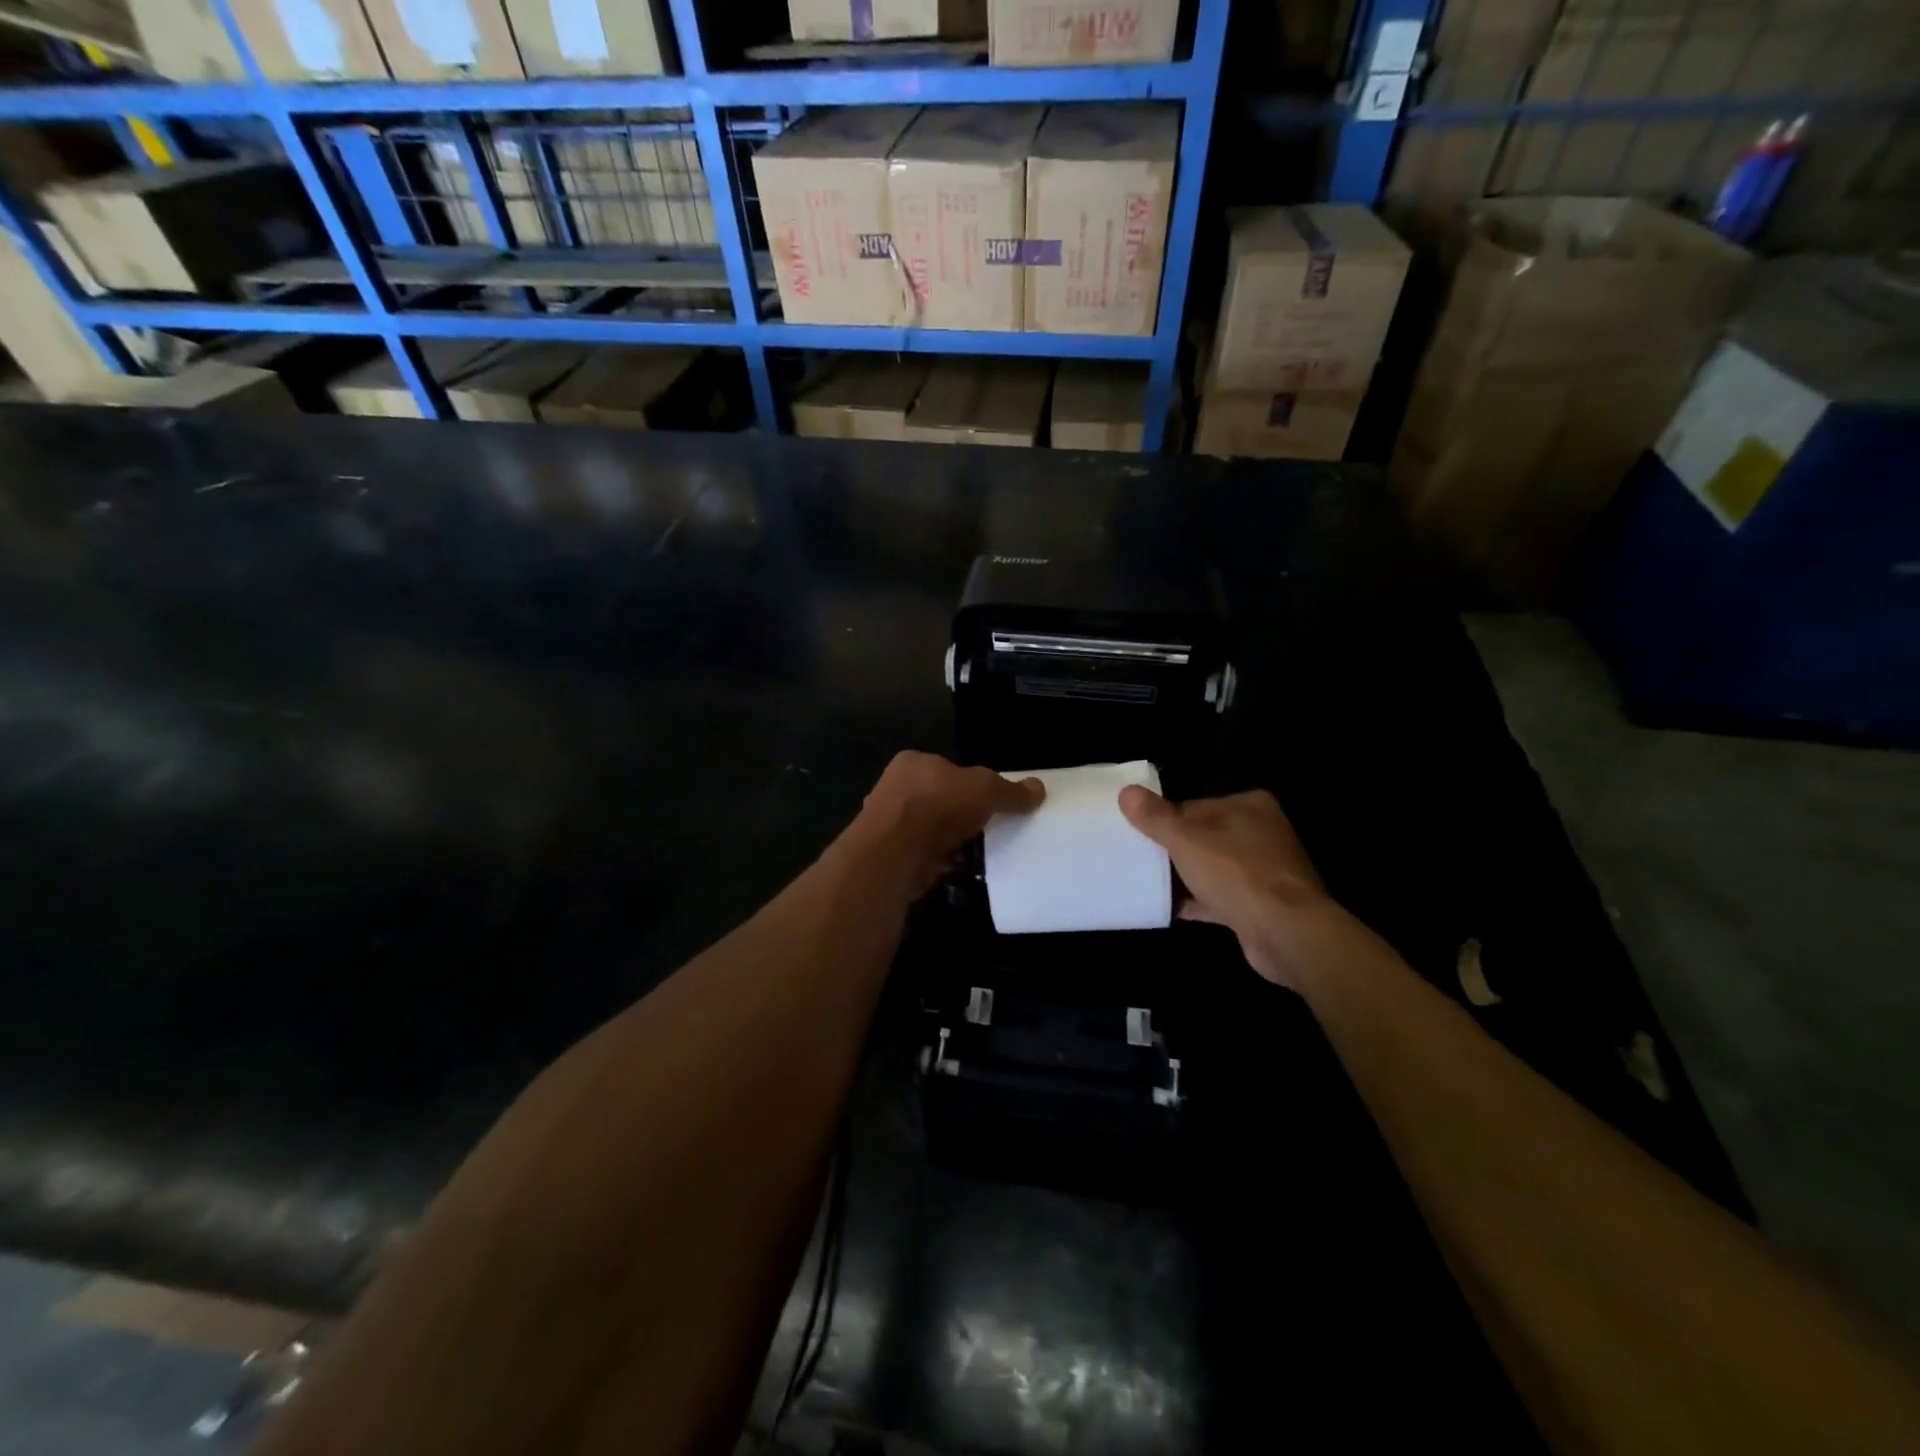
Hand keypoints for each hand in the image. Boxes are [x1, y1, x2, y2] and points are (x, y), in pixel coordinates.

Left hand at [850, 751, 1044, 897]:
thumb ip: (1011, 791)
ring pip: (931, 831)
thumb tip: (1039, 788)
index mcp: (913, 762)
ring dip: (952, 842)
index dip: (970, 784)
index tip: (990, 803)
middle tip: (989, 830)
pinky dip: (941, 863)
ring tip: (979, 853)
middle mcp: (895, 788)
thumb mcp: (985, 789)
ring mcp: (888, 824)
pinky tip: (959, 870)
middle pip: (939, 800)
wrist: (894, 853)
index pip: (947, 769)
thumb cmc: (937, 806)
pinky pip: (924, 856)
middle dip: (962, 816)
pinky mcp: (890, 856)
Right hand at [1118, 786, 1334, 988]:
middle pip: (1203, 837)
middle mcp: (1261, 833)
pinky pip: (1221, 897)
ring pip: (1212, 867)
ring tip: (1148, 883)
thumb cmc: (1236, 874)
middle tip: (1139, 860)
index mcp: (1248, 806)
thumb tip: (1126, 792)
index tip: (1138, 836)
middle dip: (1173, 850)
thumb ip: (1156, 817)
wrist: (1286, 933)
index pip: (1194, 806)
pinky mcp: (1262, 904)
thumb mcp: (1185, 839)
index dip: (1164, 821)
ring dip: (1185, 877)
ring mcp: (1265, 870)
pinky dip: (1198, 902)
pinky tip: (1169, 909)